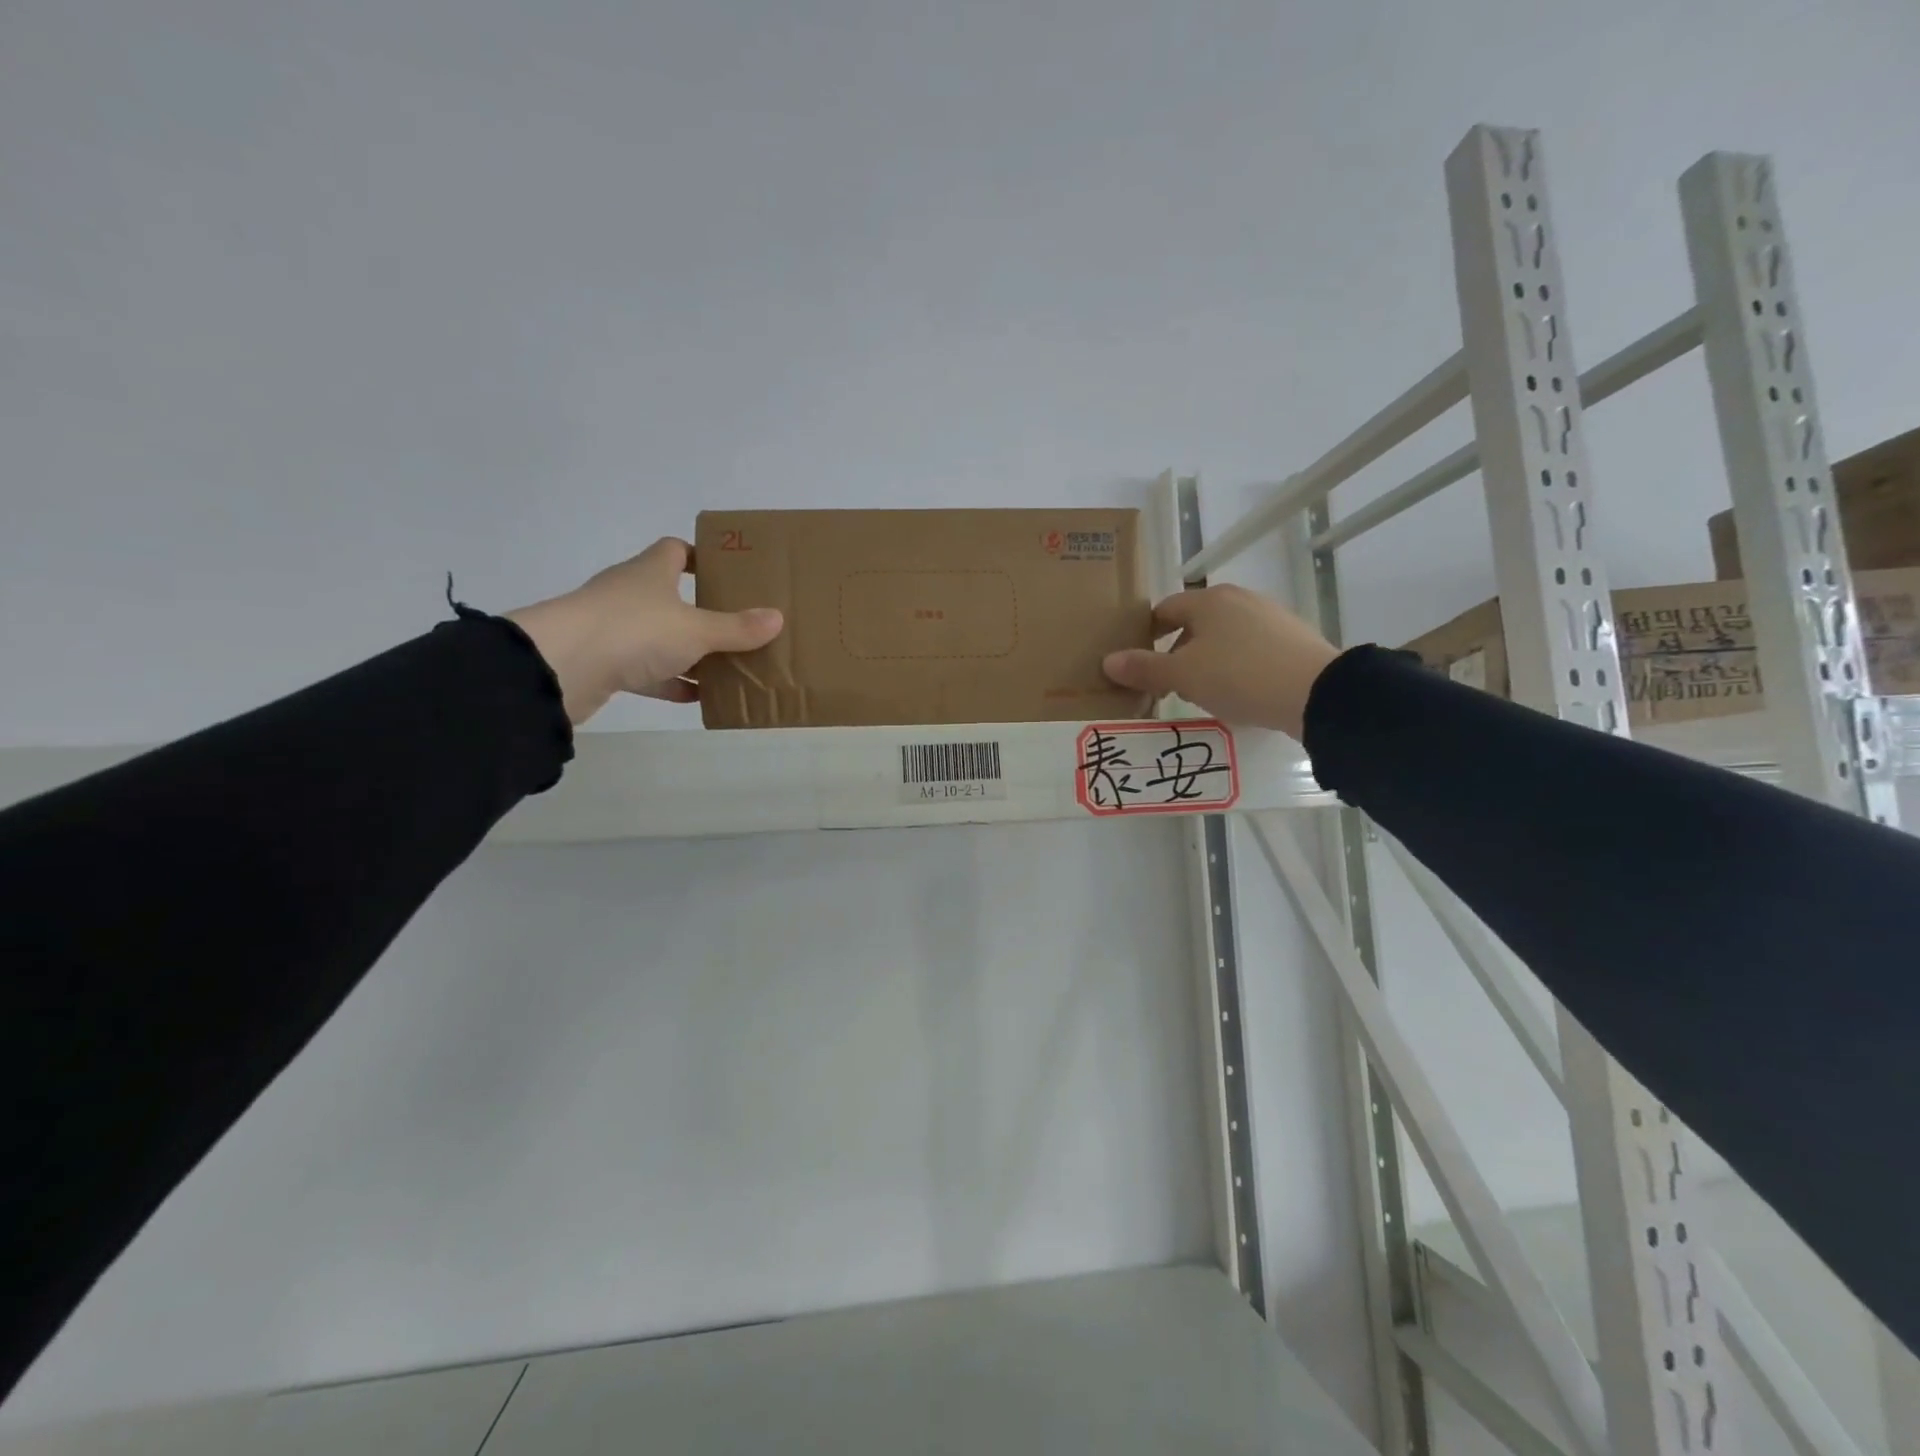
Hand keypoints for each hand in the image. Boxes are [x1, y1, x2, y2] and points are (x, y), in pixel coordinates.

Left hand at [507, 538, 782, 724]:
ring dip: (689, 652)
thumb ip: (736, 628)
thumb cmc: (634, 630)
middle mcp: (630, 594)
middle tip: (739, 626)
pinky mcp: (605, 664)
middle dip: (703, 611)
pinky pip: (647, 671)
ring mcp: (614, 629)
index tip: (728, 573)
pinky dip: (671, 682)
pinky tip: (698, 696)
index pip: (676, 550)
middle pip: (671, 595)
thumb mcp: (696, 630)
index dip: (701, 557)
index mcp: (651, 573)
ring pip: (661, 637)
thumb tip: (777, 618)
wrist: (562, 667)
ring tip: (727, 666)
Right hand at [1101, 585, 1340, 739]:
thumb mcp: (1183, 676)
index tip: (1140, 664)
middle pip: (1195, 623)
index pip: (1165, 610)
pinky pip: (1251, 650)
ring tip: (1204, 694)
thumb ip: (1144, 668)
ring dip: (1207, 661)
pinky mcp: (1293, 639)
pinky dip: (1237, 667)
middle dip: (1178, 653)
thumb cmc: (1238, 676)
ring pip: (1224, 637)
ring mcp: (1270, 616)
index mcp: (1208, 600)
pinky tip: (1240, 693)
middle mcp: (1239, 599)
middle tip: (1170, 686)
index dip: (1147, 635)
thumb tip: (1108, 661)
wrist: (1316, 692)